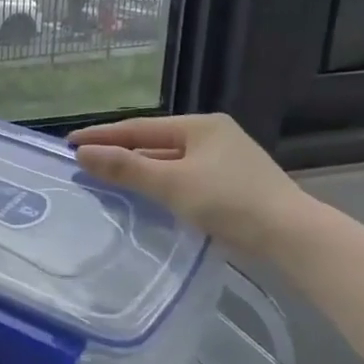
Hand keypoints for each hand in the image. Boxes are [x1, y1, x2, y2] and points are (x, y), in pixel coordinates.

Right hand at [69, 113, 310, 258]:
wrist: (294, 238)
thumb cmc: (231, 202)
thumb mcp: (172, 184)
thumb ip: (126, 167)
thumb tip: (82, 153)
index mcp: (201, 125)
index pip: (139, 127)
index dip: (102, 135)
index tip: (69, 142)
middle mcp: (213, 136)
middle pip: (154, 142)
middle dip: (119, 151)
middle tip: (84, 161)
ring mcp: (226, 161)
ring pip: (169, 161)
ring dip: (138, 169)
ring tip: (106, 177)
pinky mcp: (232, 185)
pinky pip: (183, 177)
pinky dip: (159, 183)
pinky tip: (145, 195)